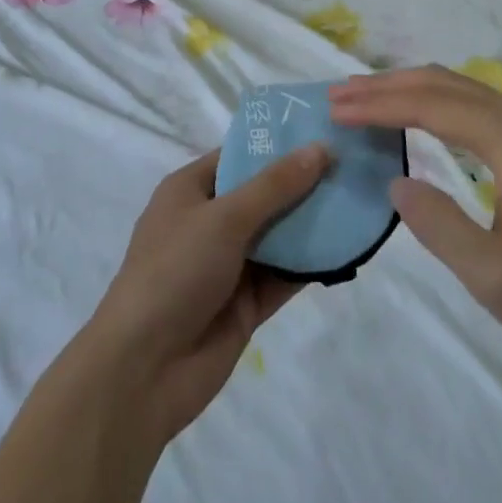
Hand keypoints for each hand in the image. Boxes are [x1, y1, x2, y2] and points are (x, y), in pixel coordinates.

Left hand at [86, 144, 329, 439]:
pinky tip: (347, 248)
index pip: (239, 155)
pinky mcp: (246, 304)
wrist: (143, 371)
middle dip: (302, 182)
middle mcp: (210, 222)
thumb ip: (275, 185)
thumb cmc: (175, 271)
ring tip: (358, 200)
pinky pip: (284, 275)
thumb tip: (320, 148)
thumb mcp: (225, 217)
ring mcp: (228, 265)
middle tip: (353, 164)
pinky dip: (311, 263)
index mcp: (191, 190)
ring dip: (311, 222)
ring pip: (277, 235)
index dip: (277, 144)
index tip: (322, 131)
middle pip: (263, 194)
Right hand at [329, 67, 501, 373]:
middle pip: (442, 83)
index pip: (433, 105)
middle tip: (339, 96)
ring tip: (362, 96)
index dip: (380, 105)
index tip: (337, 109)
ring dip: (406, 87)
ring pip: (456, 86)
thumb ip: (438, 225)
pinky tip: (410, 110)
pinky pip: (471, 101)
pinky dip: (431, 99)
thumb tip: (395, 181)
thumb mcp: (491, 276)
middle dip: (386, 86)